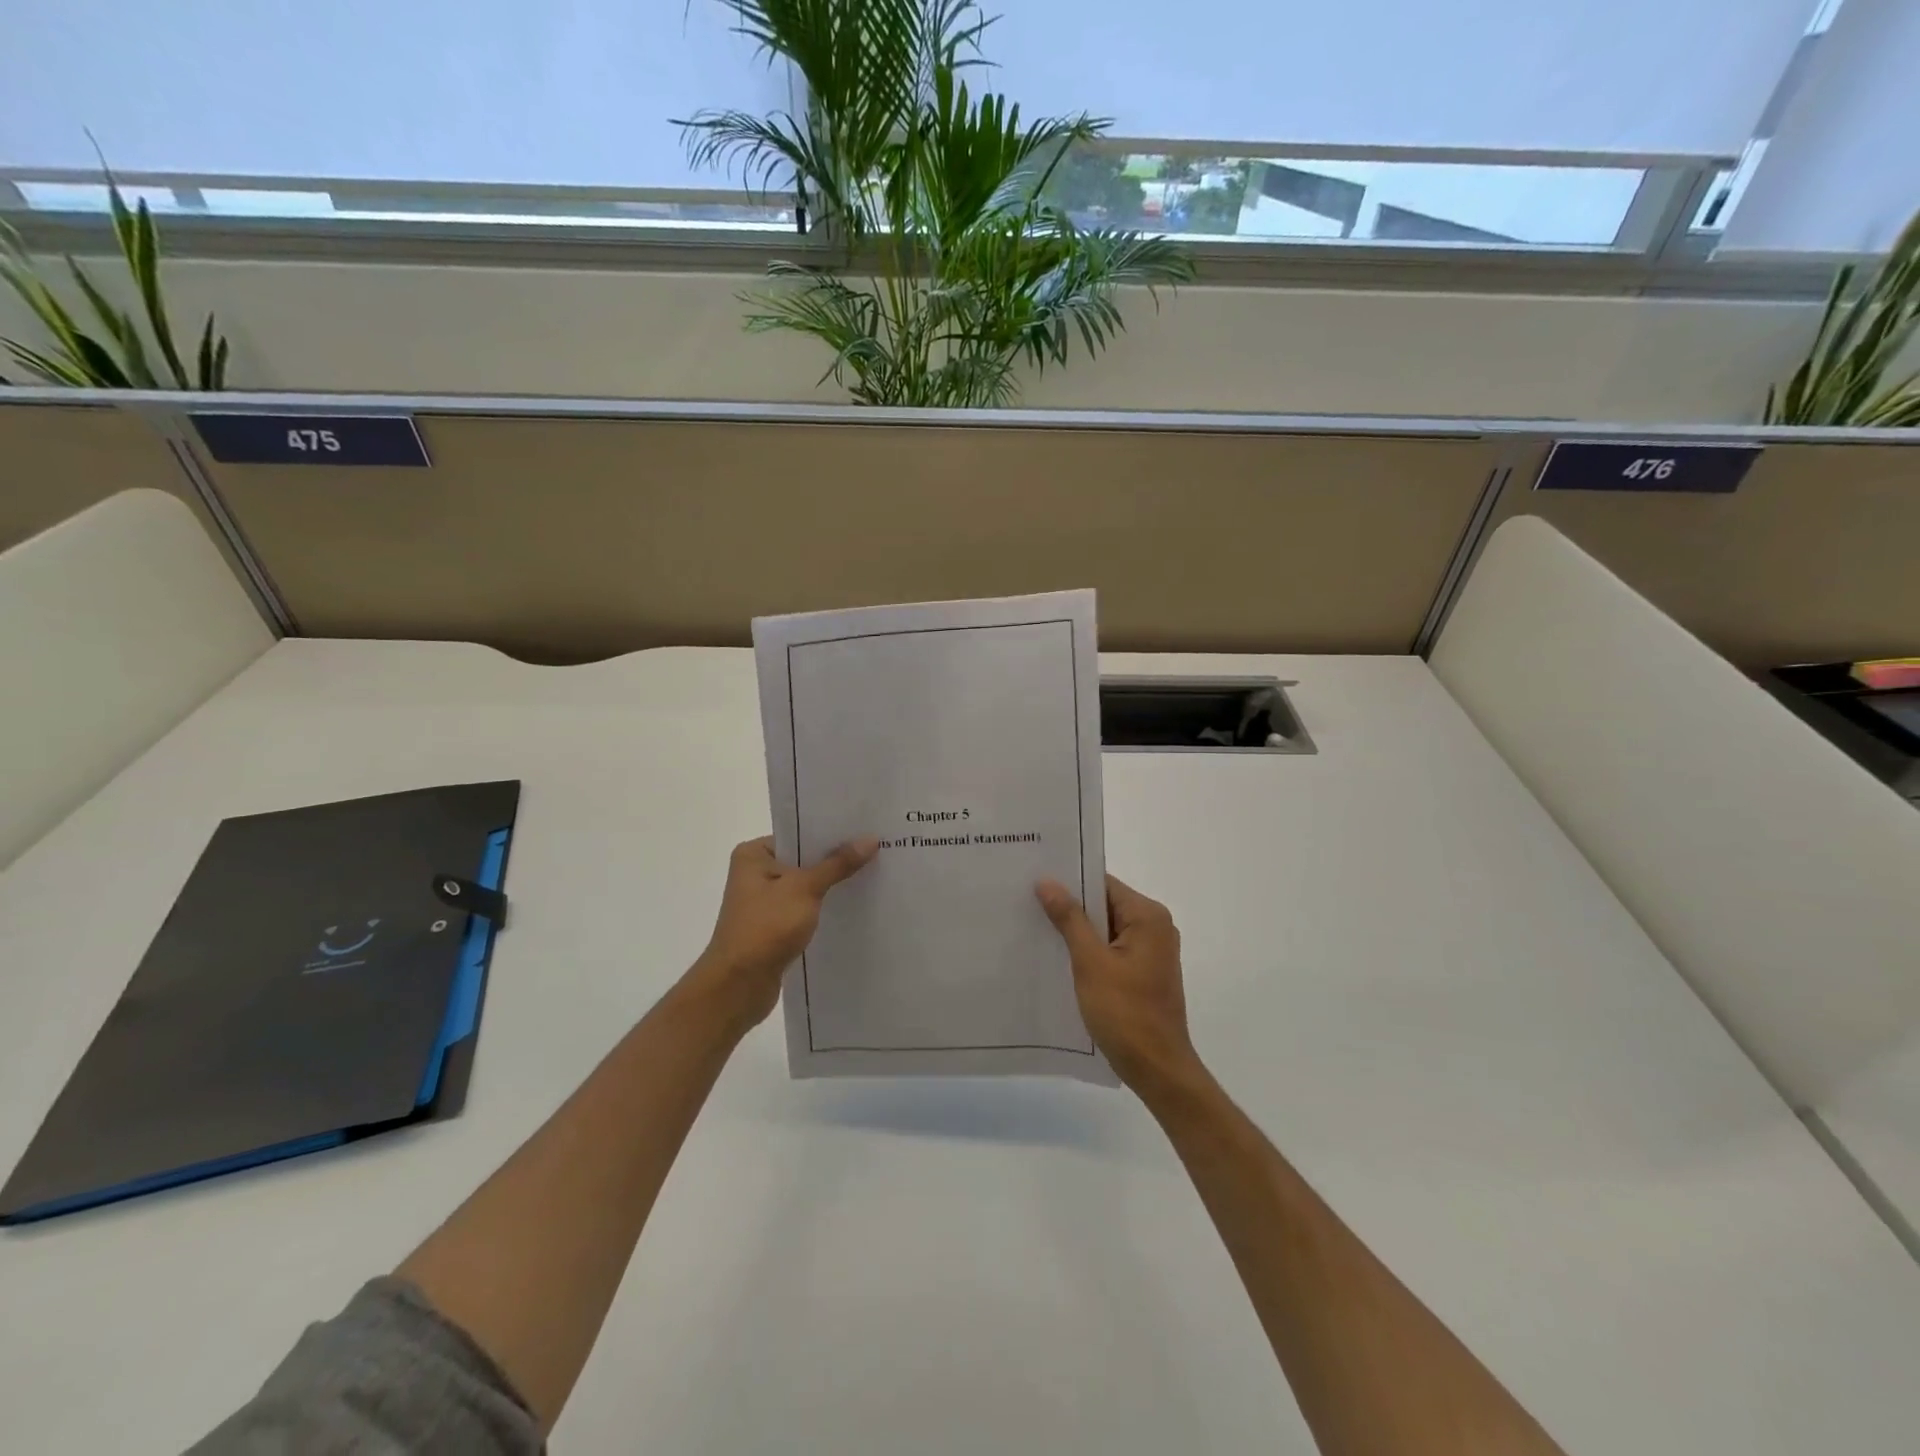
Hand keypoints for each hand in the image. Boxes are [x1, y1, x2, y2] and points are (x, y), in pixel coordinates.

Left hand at [692, 835, 878, 1027]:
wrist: (738, 986)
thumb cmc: (766, 928)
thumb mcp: (805, 889)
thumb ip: (837, 864)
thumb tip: (870, 839)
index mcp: (753, 855)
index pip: (799, 835)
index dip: (831, 833)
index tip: (866, 828)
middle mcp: (755, 873)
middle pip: (804, 859)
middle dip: (836, 859)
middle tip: (877, 850)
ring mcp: (764, 902)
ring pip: (806, 886)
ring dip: (832, 886)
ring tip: (873, 875)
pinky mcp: (773, 926)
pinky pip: (805, 908)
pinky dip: (824, 907)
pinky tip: (853, 906)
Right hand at [1036, 874, 1200, 1095]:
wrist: (1157, 1069)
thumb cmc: (1125, 1013)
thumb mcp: (1090, 962)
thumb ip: (1069, 918)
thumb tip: (1047, 881)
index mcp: (1148, 916)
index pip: (1103, 884)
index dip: (1070, 882)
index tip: (1034, 881)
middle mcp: (1155, 927)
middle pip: (1105, 904)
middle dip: (1070, 907)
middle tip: (1027, 903)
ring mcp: (1152, 952)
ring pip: (1106, 929)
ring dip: (1077, 931)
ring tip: (1036, 927)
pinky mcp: (1144, 973)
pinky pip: (1111, 949)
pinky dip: (1088, 951)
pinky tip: (1059, 958)